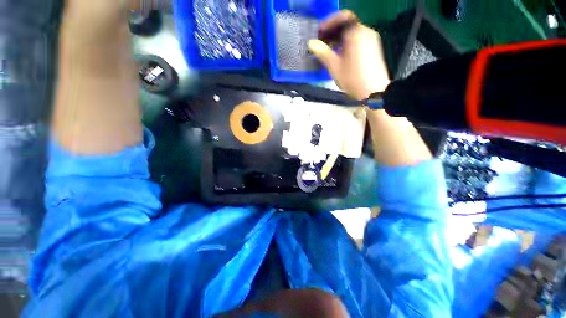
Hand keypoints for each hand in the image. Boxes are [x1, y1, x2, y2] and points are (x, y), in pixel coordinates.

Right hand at [308, 11, 389, 99]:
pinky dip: (347, 43)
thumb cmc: (353, 79)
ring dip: (339, 38)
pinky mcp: (373, 48)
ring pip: (352, 33)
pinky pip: (357, 39)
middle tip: (321, 42)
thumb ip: (323, 53)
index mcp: (356, 33)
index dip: (329, 23)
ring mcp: (371, 40)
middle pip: (347, 25)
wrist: (373, 91)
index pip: (343, 17)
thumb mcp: (335, 67)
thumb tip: (312, 43)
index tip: (319, 33)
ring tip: (328, 49)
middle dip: (333, 31)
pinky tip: (340, 54)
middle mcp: (365, 32)